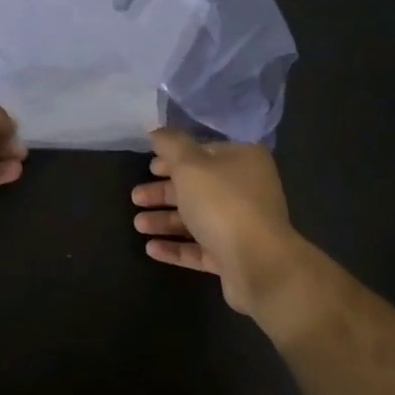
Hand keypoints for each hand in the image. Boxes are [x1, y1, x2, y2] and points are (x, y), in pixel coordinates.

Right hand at [131, 128, 304, 321]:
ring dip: (166, 220)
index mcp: (243, 160)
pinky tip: (151, 248)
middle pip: (198, 187)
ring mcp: (242, 225)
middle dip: (164, 192)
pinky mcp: (234, 256)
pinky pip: (200, 247)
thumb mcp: (190, 165)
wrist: (258, 263)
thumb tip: (158, 131)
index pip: (205, 152)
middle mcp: (246, 189)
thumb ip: (171, 145)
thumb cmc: (222, 202)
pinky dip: (176, 246)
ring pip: (197, 218)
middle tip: (136, 197)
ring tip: (138, 225)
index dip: (174, 157)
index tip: (149, 165)